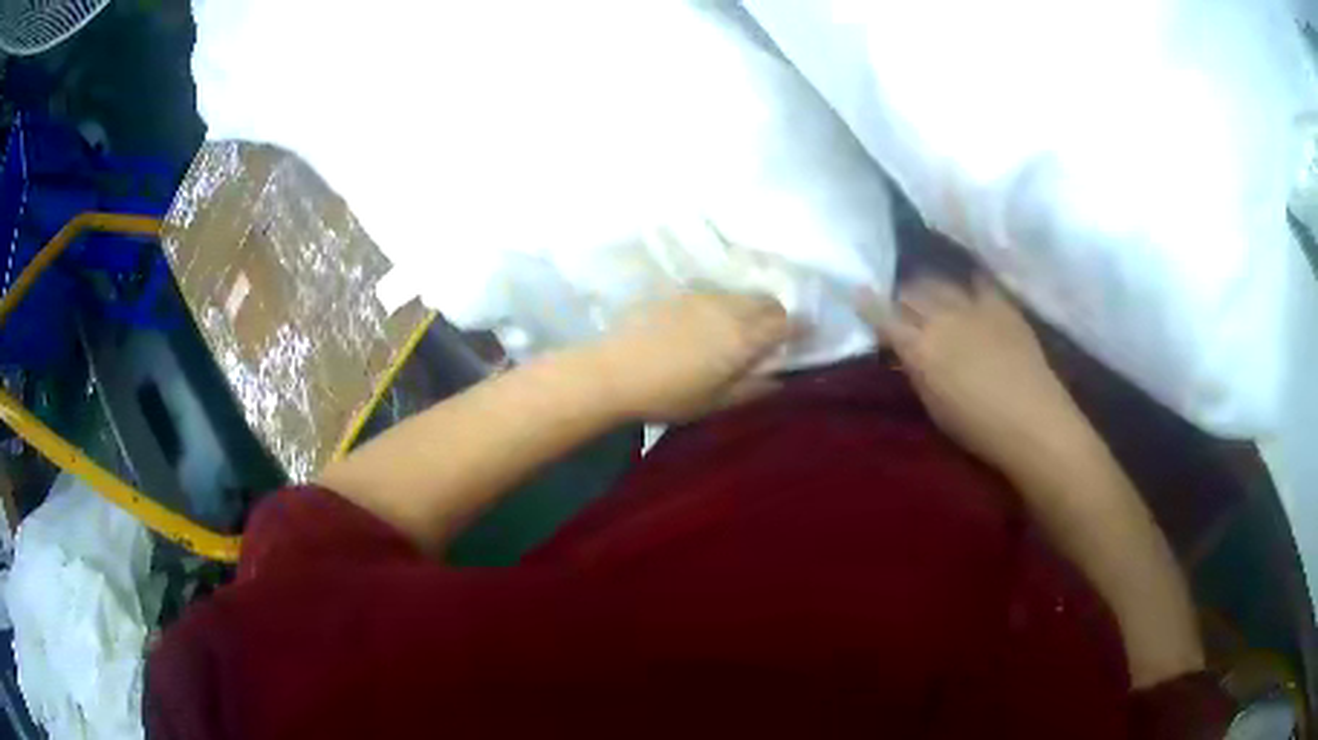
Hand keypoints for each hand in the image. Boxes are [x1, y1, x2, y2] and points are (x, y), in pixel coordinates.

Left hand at [590, 292, 793, 422]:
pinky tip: (705, 325)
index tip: (802, 339)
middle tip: (769, 338)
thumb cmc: (668, 394)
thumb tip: (779, 379)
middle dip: (776, 316)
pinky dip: (723, 306)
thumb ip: (753, 389)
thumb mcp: (716, 402)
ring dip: (749, 309)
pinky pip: (715, 295)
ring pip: (740, 295)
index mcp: (745, 338)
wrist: (614, 371)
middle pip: (767, 302)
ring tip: (736, 332)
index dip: (799, 329)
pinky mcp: (679, 293)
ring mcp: (703, 296)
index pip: (787, 322)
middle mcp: (730, 308)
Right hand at [859, 275, 1089, 473]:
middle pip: (911, 291)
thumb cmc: (977, 428)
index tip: (857, 292)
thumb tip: (906, 351)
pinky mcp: (1000, 304)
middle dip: (901, 294)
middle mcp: (941, 318)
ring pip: (940, 282)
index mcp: (920, 349)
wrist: (1033, 421)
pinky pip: (977, 282)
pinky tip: (966, 286)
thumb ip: (916, 371)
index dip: (868, 303)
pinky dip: (966, 283)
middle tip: (899, 301)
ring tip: (929, 291)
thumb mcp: (933, 405)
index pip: (883, 316)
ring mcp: (973, 306)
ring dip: (929, 286)